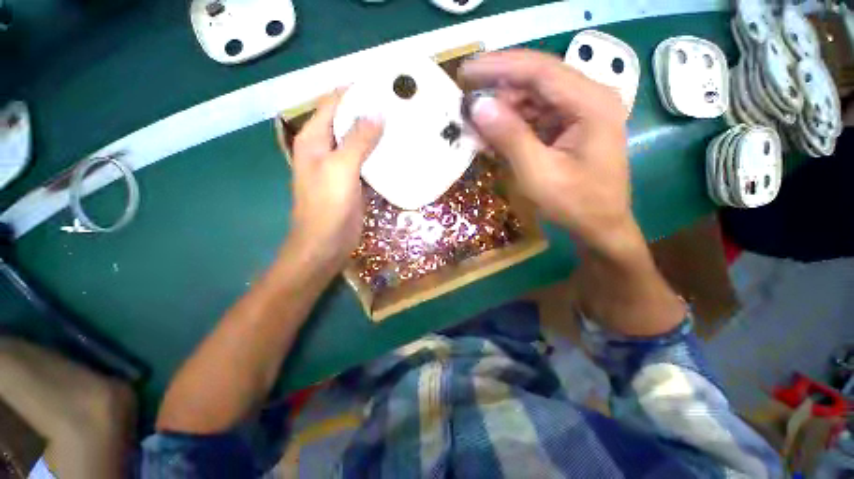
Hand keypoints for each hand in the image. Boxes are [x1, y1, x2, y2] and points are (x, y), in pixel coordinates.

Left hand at [288, 90, 382, 268]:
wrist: (326, 243)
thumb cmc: (328, 206)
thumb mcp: (341, 169)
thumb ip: (358, 140)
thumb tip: (377, 112)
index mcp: (314, 139)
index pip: (333, 103)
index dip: (355, 91)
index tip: (382, 85)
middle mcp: (325, 148)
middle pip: (347, 121)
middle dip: (369, 111)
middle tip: (398, 105)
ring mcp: (340, 166)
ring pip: (358, 141)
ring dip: (376, 133)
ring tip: (401, 124)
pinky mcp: (352, 181)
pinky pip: (366, 160)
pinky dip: (378, 154)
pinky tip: (395, 151)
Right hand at [463, 50, 684, 334]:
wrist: (600, 227)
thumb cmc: (575, 204)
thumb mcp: (538, 173)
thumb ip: (509, 137)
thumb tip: (476, 107)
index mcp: (590, 103)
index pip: (539, 70)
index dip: (498, 67)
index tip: (464, 71)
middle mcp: (589, 98)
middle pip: (536, 81)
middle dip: (498, 91)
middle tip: (466, 105)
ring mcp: (580, 112)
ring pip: (533, 99)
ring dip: (503, 111)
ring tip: (476, 126)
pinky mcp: (570, 127)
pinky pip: (536, 117)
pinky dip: (512, 126)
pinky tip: (494, 137)